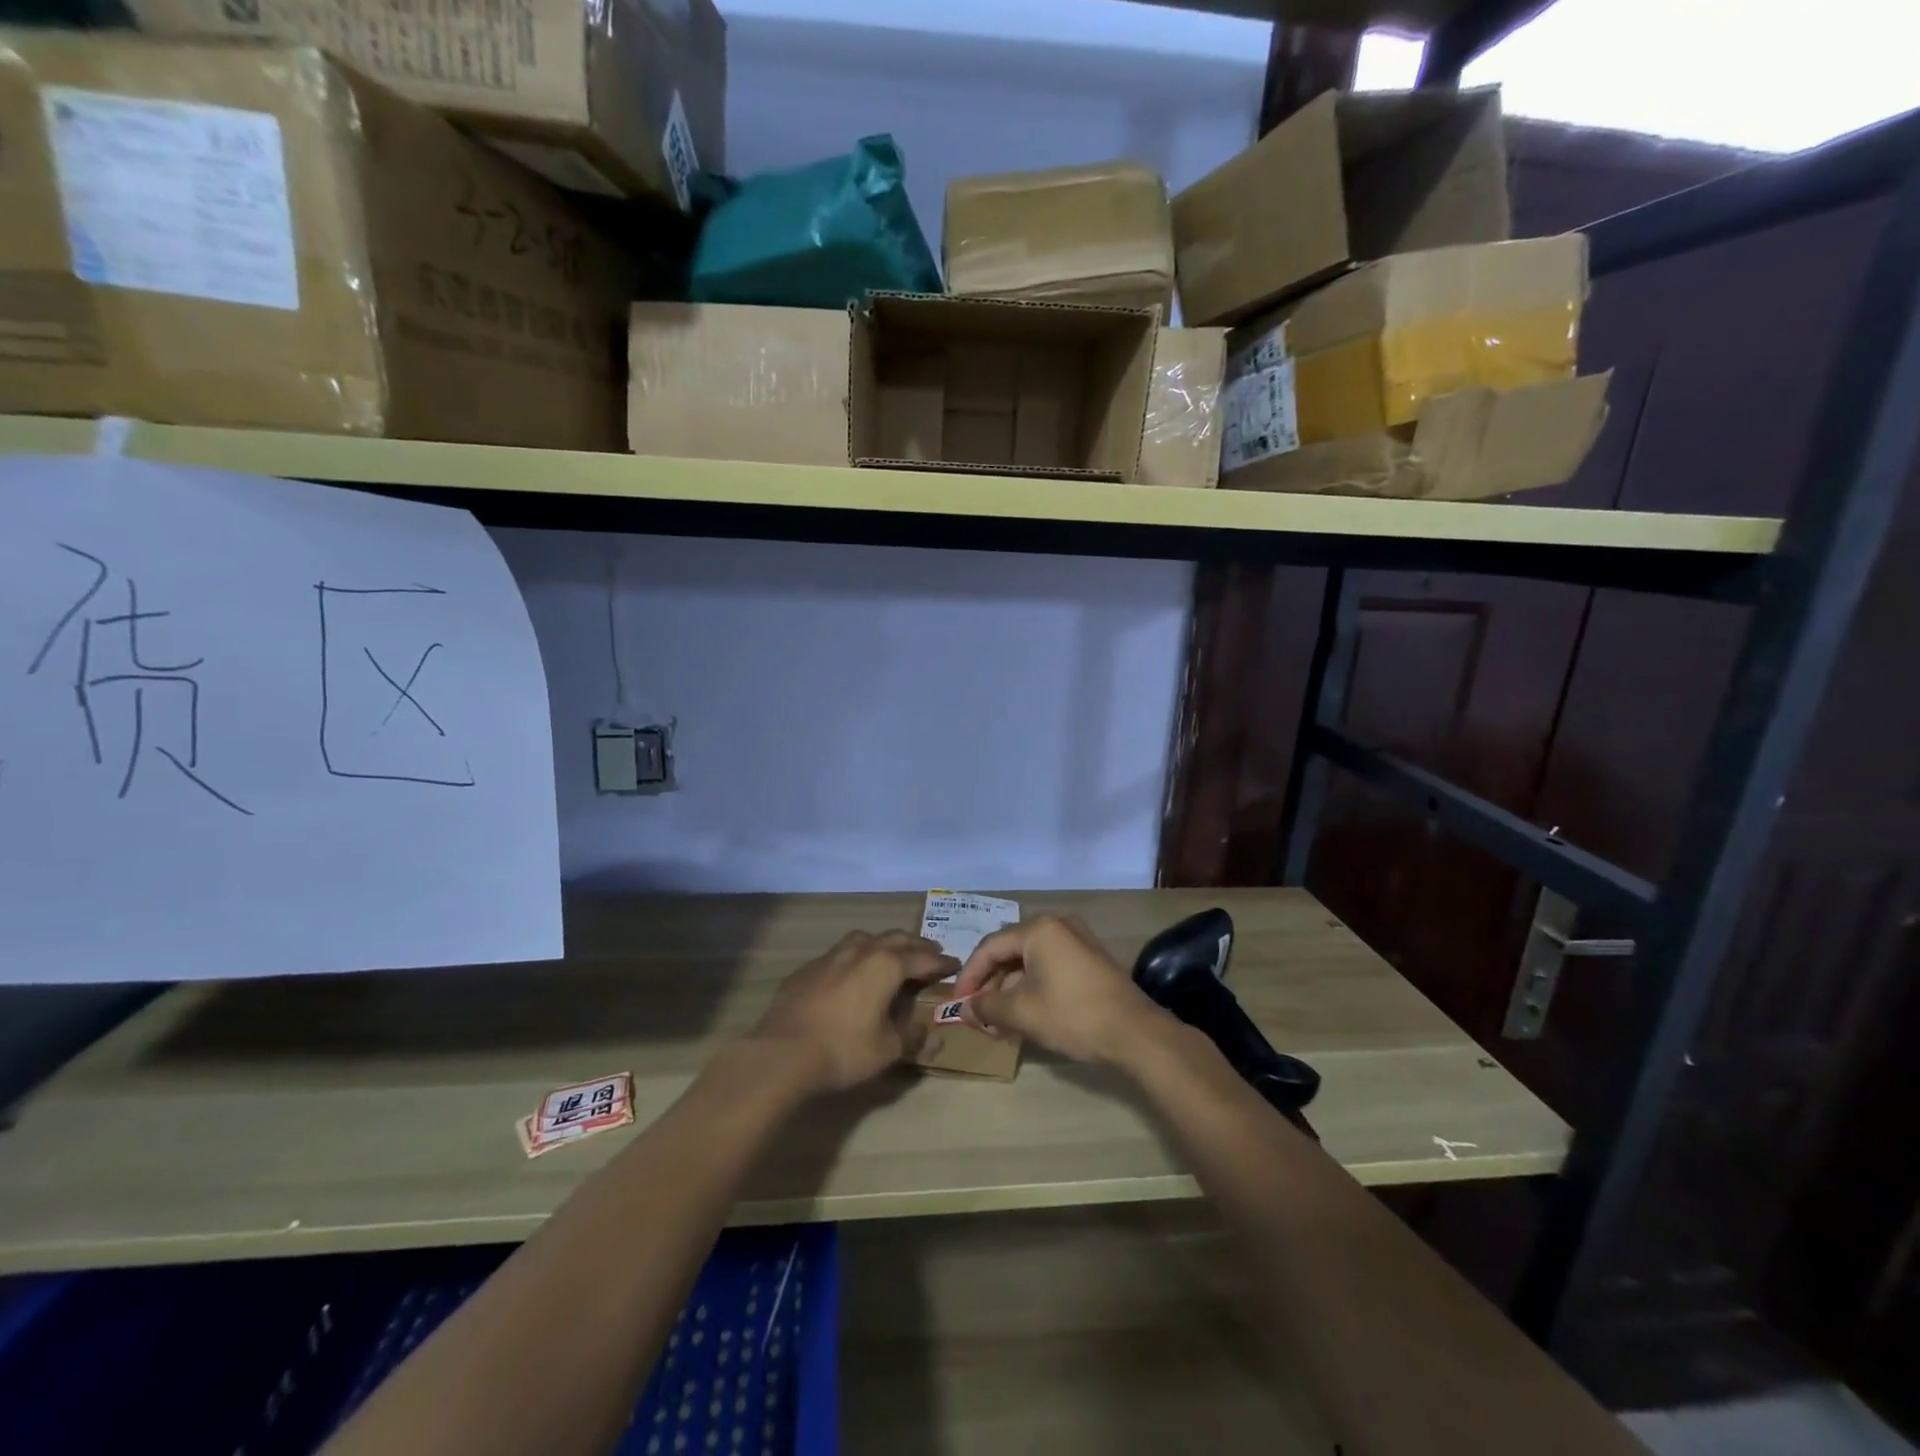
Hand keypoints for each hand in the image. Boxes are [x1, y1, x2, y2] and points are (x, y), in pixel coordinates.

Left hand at [751, 931, 957, 1091]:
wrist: (782, 1053)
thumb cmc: (844, 1049)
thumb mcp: (888, 1050)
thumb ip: (913, 1038)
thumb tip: (933, 1036)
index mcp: (886, 965)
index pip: (922, 959)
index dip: (940, 962)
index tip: (954, 963)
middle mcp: (860, 951)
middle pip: (894, 939)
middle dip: (915, 946)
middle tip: (929, 953)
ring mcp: (830, 956)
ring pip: (864, 939)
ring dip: (883, 944)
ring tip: (891, 954)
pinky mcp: (807, 970)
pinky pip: (839, 954)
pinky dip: (854, 958)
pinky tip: (851, 973)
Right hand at [953, 915, 1171, 1066]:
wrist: (1135, 1033)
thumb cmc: (1072, 1015)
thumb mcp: (1022, 1013)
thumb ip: (987, 1007)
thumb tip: (965, 1008)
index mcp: (1038, 929)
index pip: (990, 947)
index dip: (969, 976)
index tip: (957, 1003)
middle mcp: (1057, 925)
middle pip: (1010, 951)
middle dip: (990, 983)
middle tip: (977, 1013)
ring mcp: (1077, 940)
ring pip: (1029, 960)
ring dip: (1009, 988)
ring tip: (997, 1019)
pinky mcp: (1089, 958)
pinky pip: (1049, 965)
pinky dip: (1031, 986)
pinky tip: (1024, 1012)